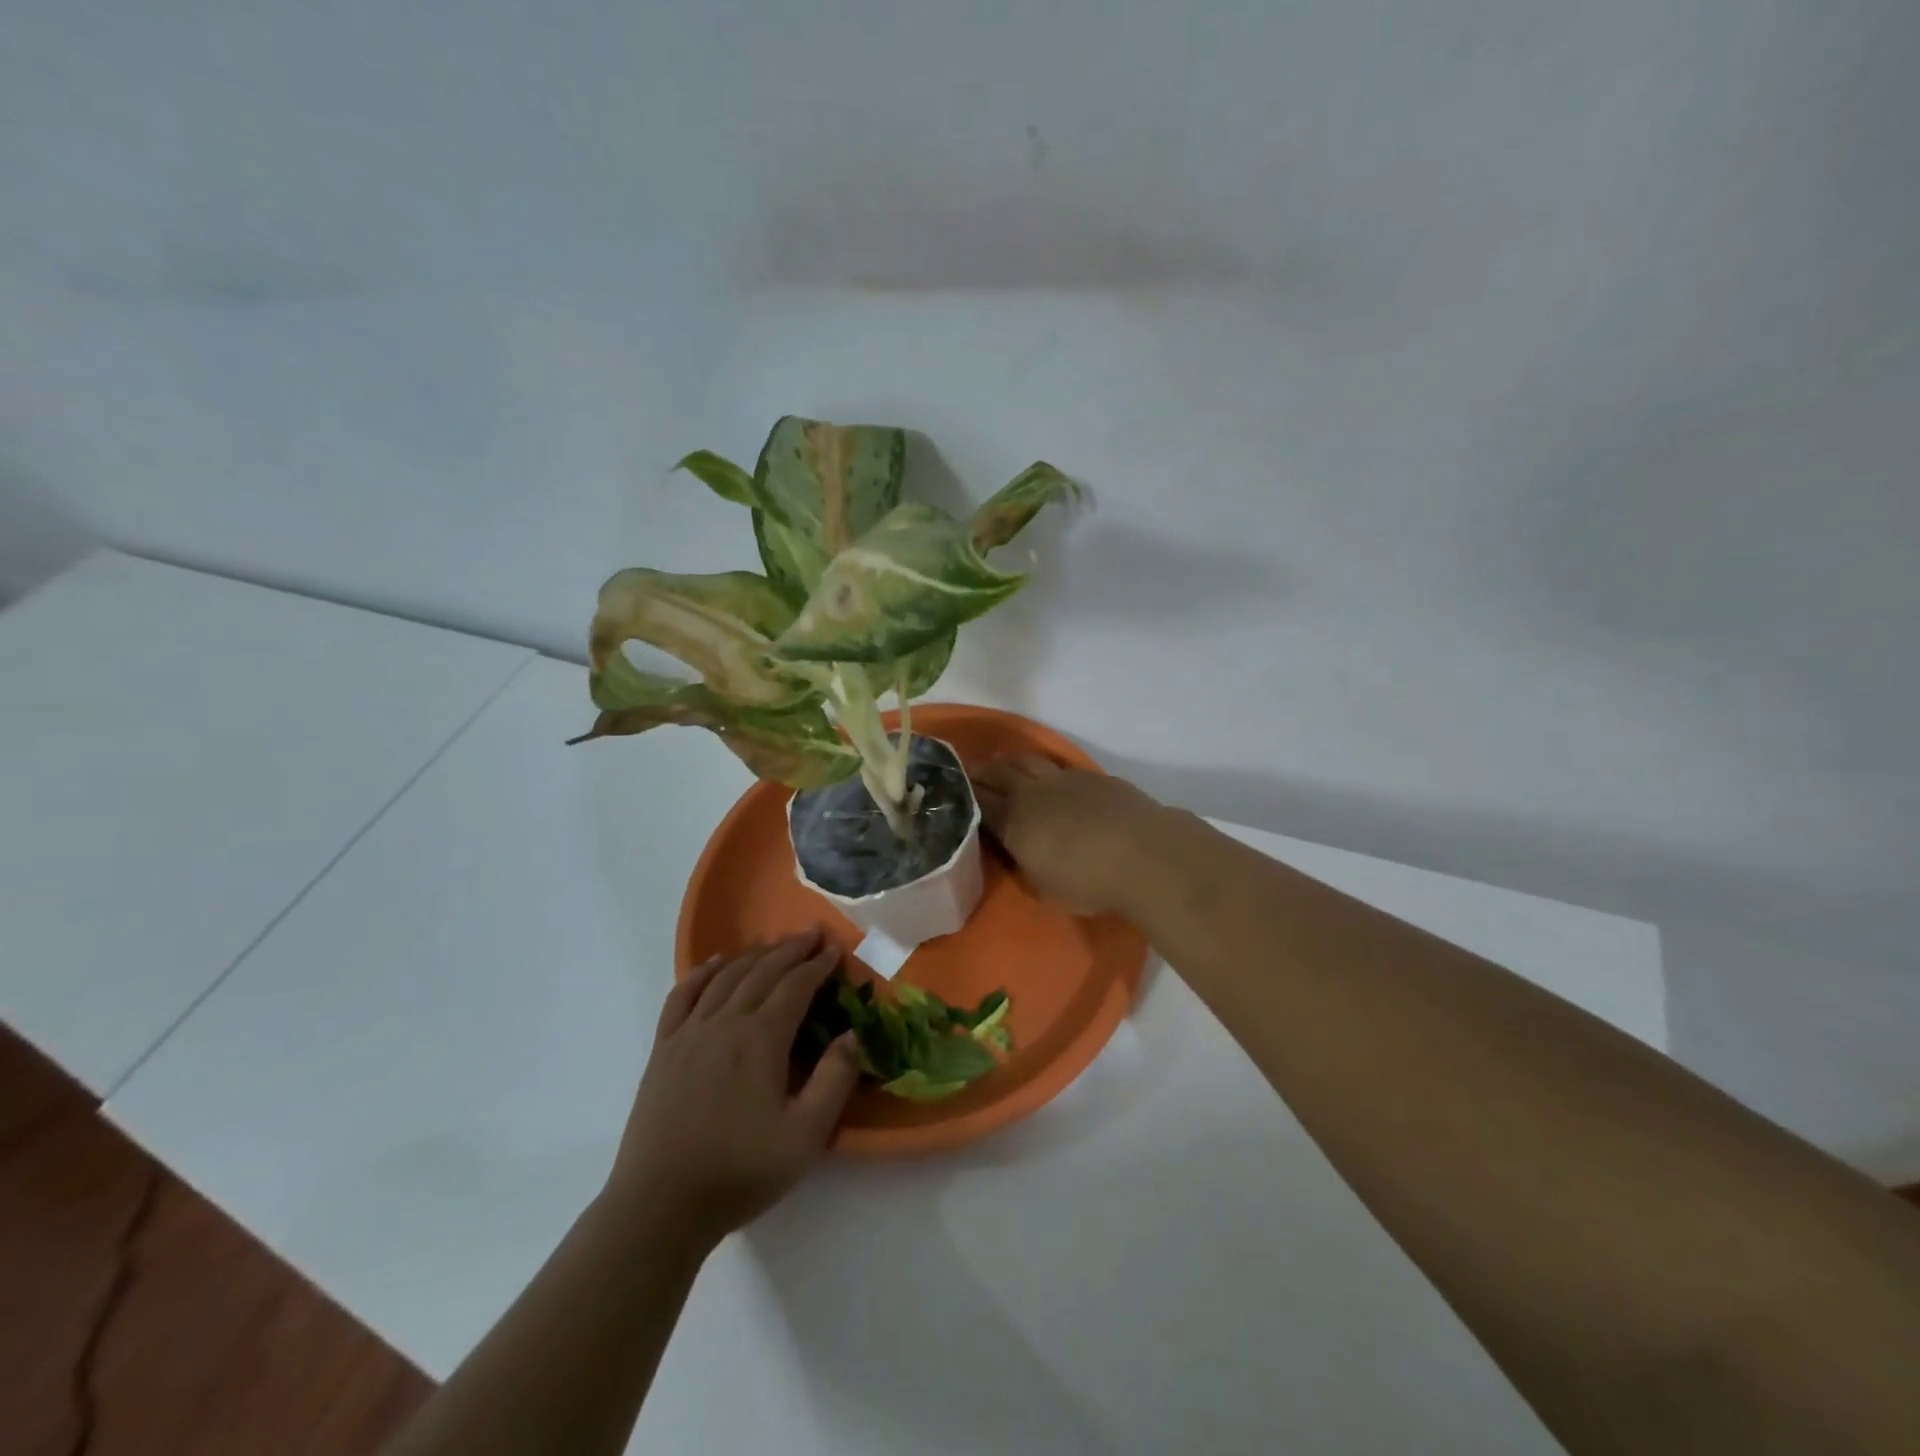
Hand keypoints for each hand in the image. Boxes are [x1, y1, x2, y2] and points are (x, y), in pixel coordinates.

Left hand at [605, 930, 859, 1254]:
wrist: (660, 1206)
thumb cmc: (739, 1171)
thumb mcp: (806, 1136)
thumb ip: (835, 1080)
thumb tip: (852, 1034)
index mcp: (761, 1039)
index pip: (795, 986)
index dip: (817, 965)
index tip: (835, 949)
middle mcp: (725, 1023)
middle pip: (761, 971)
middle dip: (790, 949)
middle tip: (812, 934)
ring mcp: (689, 1033)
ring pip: (725, 977)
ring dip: (753, 954)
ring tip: (773, 942)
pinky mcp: (664, 1049)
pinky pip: (683, 995)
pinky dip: (702, 972)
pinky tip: (716, 964)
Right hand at [973, 756, 1164, 916]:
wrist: (1144, 854)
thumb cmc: (1088, 881)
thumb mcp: (1044, 888)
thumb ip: (1024, 865)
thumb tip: (1017, 852)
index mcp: (1013, 821)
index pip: (978, 802)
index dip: (961, 794)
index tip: (948, 789)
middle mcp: (1032, 792)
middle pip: (998, 773)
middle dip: (979, 771)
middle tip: (966, 770)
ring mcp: (1064, 779)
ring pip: (1027, 761)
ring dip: (1009, 762)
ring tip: (1001, 765)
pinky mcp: (1093, 777)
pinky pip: (1059, 768)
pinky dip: (1045, 769)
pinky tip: (1049, 778)